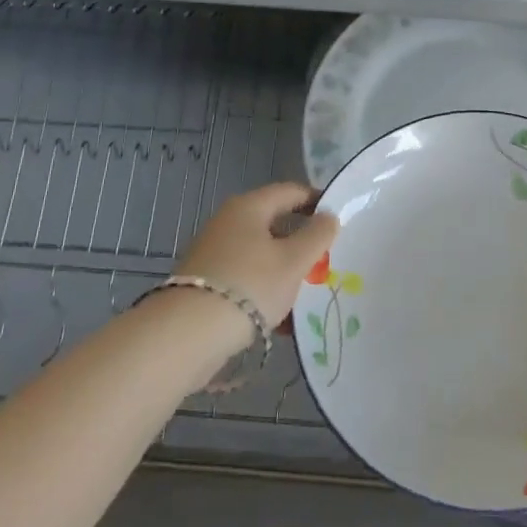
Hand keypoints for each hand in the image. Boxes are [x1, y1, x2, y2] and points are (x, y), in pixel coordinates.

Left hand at [173, 183, 339, 329]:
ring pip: (260, 255)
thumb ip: (317, 235)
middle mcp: (228, 222)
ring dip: (285, 271)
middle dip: (301, 243)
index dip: (317, 201)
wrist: (187, 335)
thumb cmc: (250, 285)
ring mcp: (213, 253)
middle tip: (326, 261)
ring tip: (307, 295)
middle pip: (274, 224)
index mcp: (249, 206)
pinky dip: (265, 292)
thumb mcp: (294, 260)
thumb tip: (329, 216)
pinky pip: (245, 279)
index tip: (339, 219)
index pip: (291, 192)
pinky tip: (281, 319)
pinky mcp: (205, 283)